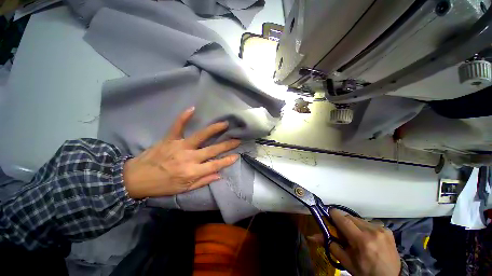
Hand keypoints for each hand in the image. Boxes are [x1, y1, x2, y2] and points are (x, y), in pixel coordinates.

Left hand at [123, 107, 240, 198]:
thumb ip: (202, 181)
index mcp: (192, 171)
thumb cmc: (162, 186)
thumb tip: (219, 175)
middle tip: (237, 139)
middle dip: (227, 144)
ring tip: (225, 124)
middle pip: (212, 150)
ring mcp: (179, 146)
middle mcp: (189, 158)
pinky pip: (178, 126)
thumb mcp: (184, 189)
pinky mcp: (169, 139)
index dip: (227, 161)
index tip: (236, 155)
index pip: (215, 165)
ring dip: (214, 129)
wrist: (136, 179)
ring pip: (200, 136)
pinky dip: (184, 117)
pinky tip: (192, 109)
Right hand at [309, 209, 400, 275]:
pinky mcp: (387, 229)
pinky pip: (368, 222)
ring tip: (356, 237)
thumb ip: (329, 245)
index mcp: (361, 241)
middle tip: (342, 233)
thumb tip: (311, 236)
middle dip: (343, 222)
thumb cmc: (365, 272)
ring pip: (358, 219)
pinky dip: (363, 227)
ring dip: (353, 225)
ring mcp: (381, 229)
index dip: (332, 214)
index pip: (342, 218)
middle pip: (349, 217)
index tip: (328, 217)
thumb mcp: (346, 261)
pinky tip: (367, 238)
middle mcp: (372, 231)